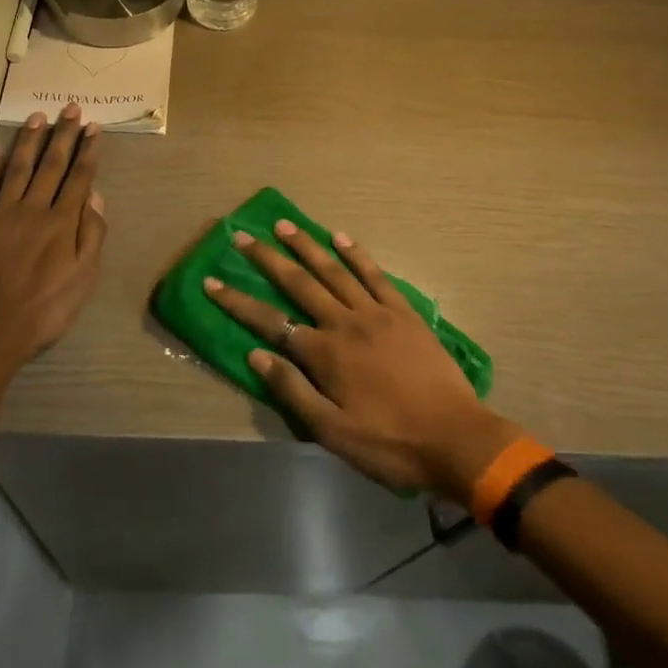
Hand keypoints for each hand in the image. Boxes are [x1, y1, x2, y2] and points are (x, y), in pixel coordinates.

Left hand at [0, 104, 107, 375]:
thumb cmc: (44, 311)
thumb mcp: (83, 280)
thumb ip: (92, 236)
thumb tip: (96, 197)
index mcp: (62, 224)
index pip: (79, 178)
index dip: (87, 151)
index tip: (93, 127)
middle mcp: (33, 210)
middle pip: (51, 165)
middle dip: (63, 135)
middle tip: (70, 109)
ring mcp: (1, 214)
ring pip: (18, 169)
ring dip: (29, 141)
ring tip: (38, 117)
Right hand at [203, 220, 521, 498]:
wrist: (455, 439)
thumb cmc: (389, 442)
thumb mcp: (332, 432)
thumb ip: (293, 391)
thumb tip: (256, 356)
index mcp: (324, 354)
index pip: (270, 322)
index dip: (238, 302)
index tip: (212, 282)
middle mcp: (344, 323)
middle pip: (298, 283)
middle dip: (267, 259)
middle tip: (243, 236)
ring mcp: (376, 312)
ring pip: (334, 270)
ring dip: (306, 245)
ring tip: (284, 225)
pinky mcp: (402, 311)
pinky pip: (375, 274)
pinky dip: (356, 253)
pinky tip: (340, 236)